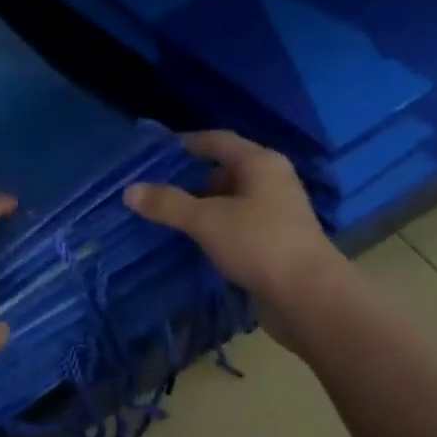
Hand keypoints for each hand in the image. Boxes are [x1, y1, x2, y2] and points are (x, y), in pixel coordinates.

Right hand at [123, 131, 343, 344]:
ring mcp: (276, 213)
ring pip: (232, 202)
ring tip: (169, 219)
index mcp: (260, 163)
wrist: (307, 295)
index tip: (157, 153)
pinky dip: (216, 229)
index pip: (218, 141)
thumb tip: (129, 191)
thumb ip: (168, 204)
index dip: (187, 143)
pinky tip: (195, 243)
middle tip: (156, 192)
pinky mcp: (275, 242)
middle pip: (226, 171)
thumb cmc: (258, 244)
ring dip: (203, 208)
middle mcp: (272, 181)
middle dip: (191, 180)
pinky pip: (238, 226)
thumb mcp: (206, 220)